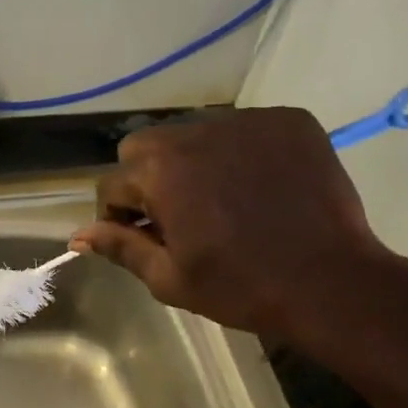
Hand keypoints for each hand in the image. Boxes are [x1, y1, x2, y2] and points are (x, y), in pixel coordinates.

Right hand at [70, 107, 394, 348]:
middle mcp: (196, 132)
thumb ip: (121, 247)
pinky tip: (261, 186)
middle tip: (180, 216)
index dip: (120, 216)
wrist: (330, 282)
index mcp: (160, 171)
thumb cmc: (241, 287)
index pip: (113, 183)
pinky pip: (245, 128)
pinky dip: (242, 152)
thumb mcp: (170, 278)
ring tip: (224, 199)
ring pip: (195, 132)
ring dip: (195, 161)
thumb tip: (76, 235)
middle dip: (149, 178)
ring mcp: (246, 121)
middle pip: (146, 146)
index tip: (144, 237)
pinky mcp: (287, 120)